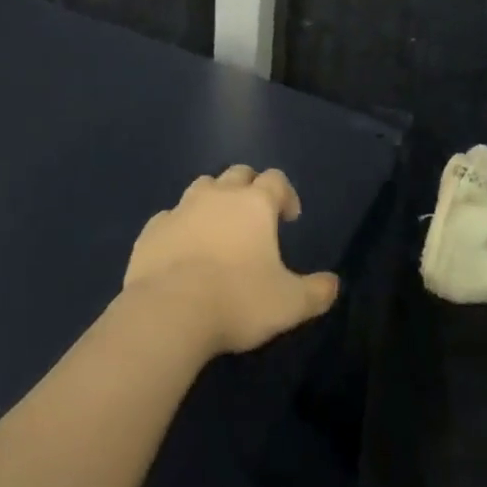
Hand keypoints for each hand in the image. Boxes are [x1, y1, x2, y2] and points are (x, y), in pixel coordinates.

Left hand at [124, 165, 339, 357]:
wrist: (169, 312)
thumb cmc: (237, 300)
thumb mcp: (288, 304)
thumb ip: (315, 292)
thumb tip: (334, 285)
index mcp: (255, 204)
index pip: (276, 180)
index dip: (286, 194)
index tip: (290, 217)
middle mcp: (219, 195)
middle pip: (238, 174)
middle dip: (250, 188)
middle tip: (255, 216)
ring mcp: (182, 208)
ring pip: (203, 187)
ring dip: (214, 199)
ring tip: (218, 227)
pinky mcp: (153, 229)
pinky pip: (170, 216)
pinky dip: (181, 225)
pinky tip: (182, 248)